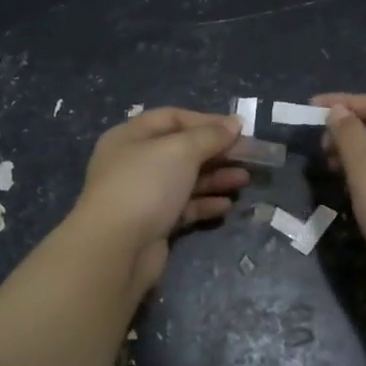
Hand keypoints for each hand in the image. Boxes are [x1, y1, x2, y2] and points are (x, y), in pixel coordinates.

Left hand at [69, 107, 248, 293]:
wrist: (116, 248)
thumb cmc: (146, 185)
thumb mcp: (180, 150)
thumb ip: (209, 135)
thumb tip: (233, 124)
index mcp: (131, 136)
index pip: (172, 118)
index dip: (206, 121)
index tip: (238, 129)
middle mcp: (134, 162)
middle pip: (181, 150)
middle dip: (215, 152)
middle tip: (249, 156)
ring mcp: (142, 195)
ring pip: (185, 180)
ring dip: (215, 178)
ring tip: (244, 180)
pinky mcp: (152, 224)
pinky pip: (183, 208)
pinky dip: (204, 204)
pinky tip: (226, 205)